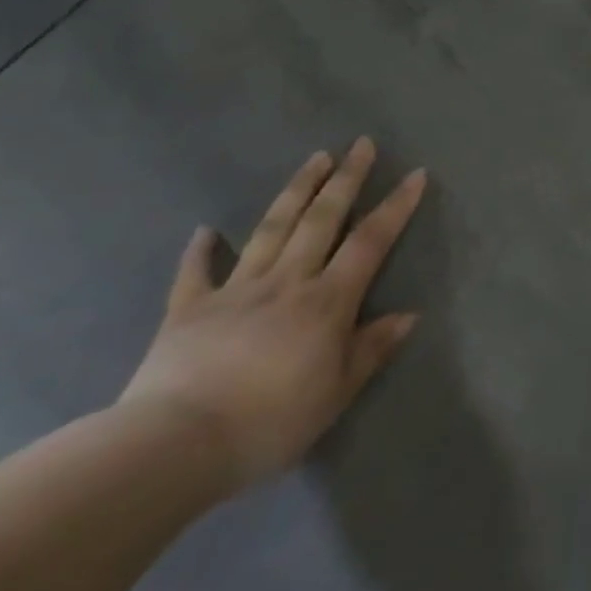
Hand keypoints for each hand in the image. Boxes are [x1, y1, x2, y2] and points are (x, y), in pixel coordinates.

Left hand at [119, 139, 424, 490]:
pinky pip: (196, 273)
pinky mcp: (188, 310)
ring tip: (316, 158)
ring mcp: (235, 290)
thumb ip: (372, 349)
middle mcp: (287, 281)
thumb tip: (409, 315)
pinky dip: (200, 250)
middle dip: (345, 179)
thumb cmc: (270, 422)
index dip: (396, 206)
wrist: (175, 446)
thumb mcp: (337, 393)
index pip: (370, 242)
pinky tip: (205, 230)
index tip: (415, 173)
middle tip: (361, 144)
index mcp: (327, 301)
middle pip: (322, 219)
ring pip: (272, 229)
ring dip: (296, 190)